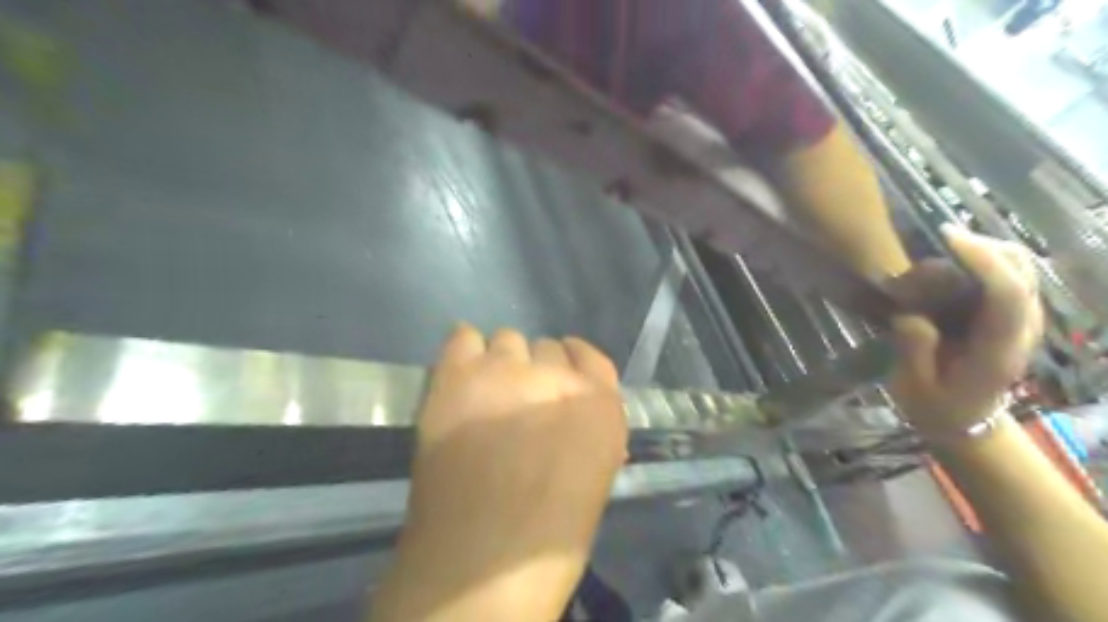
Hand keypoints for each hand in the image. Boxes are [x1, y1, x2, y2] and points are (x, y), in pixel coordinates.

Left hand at [372, 327, 625, 621]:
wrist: (477, 564)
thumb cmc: (548, 537)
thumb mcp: (595, 480)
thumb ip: (591, 435)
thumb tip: (579, 418)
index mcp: (600, 405)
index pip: (591, 357)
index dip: (573, 365)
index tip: (562, 377)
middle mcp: (556, 377)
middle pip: (548, 347)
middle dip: (537, 371)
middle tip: (518, 402)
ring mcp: (504, 371)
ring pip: (507, 340)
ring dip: (502, 363)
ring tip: (486, 394)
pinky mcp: (457, 376)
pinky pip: (464, 337)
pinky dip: (465, 353)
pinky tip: (461, 379)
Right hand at [889, 228, 1044, 437]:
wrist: (967, 423)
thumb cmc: (936, 407)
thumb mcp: (914, 388)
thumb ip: (914, 351)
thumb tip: (911, 315)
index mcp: (998, 350)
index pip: (1008, 294)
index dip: (983, 260)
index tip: (947, 238)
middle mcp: (1022, 330)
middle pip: (1023, 271)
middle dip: (986, 245)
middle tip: (941, 238)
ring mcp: (1023, 322)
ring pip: (1022, 268)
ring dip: (988, 249)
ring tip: (945, 247)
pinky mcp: (1014, 317)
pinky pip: (1010, 276)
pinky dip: (987, 259)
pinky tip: (955, 262)